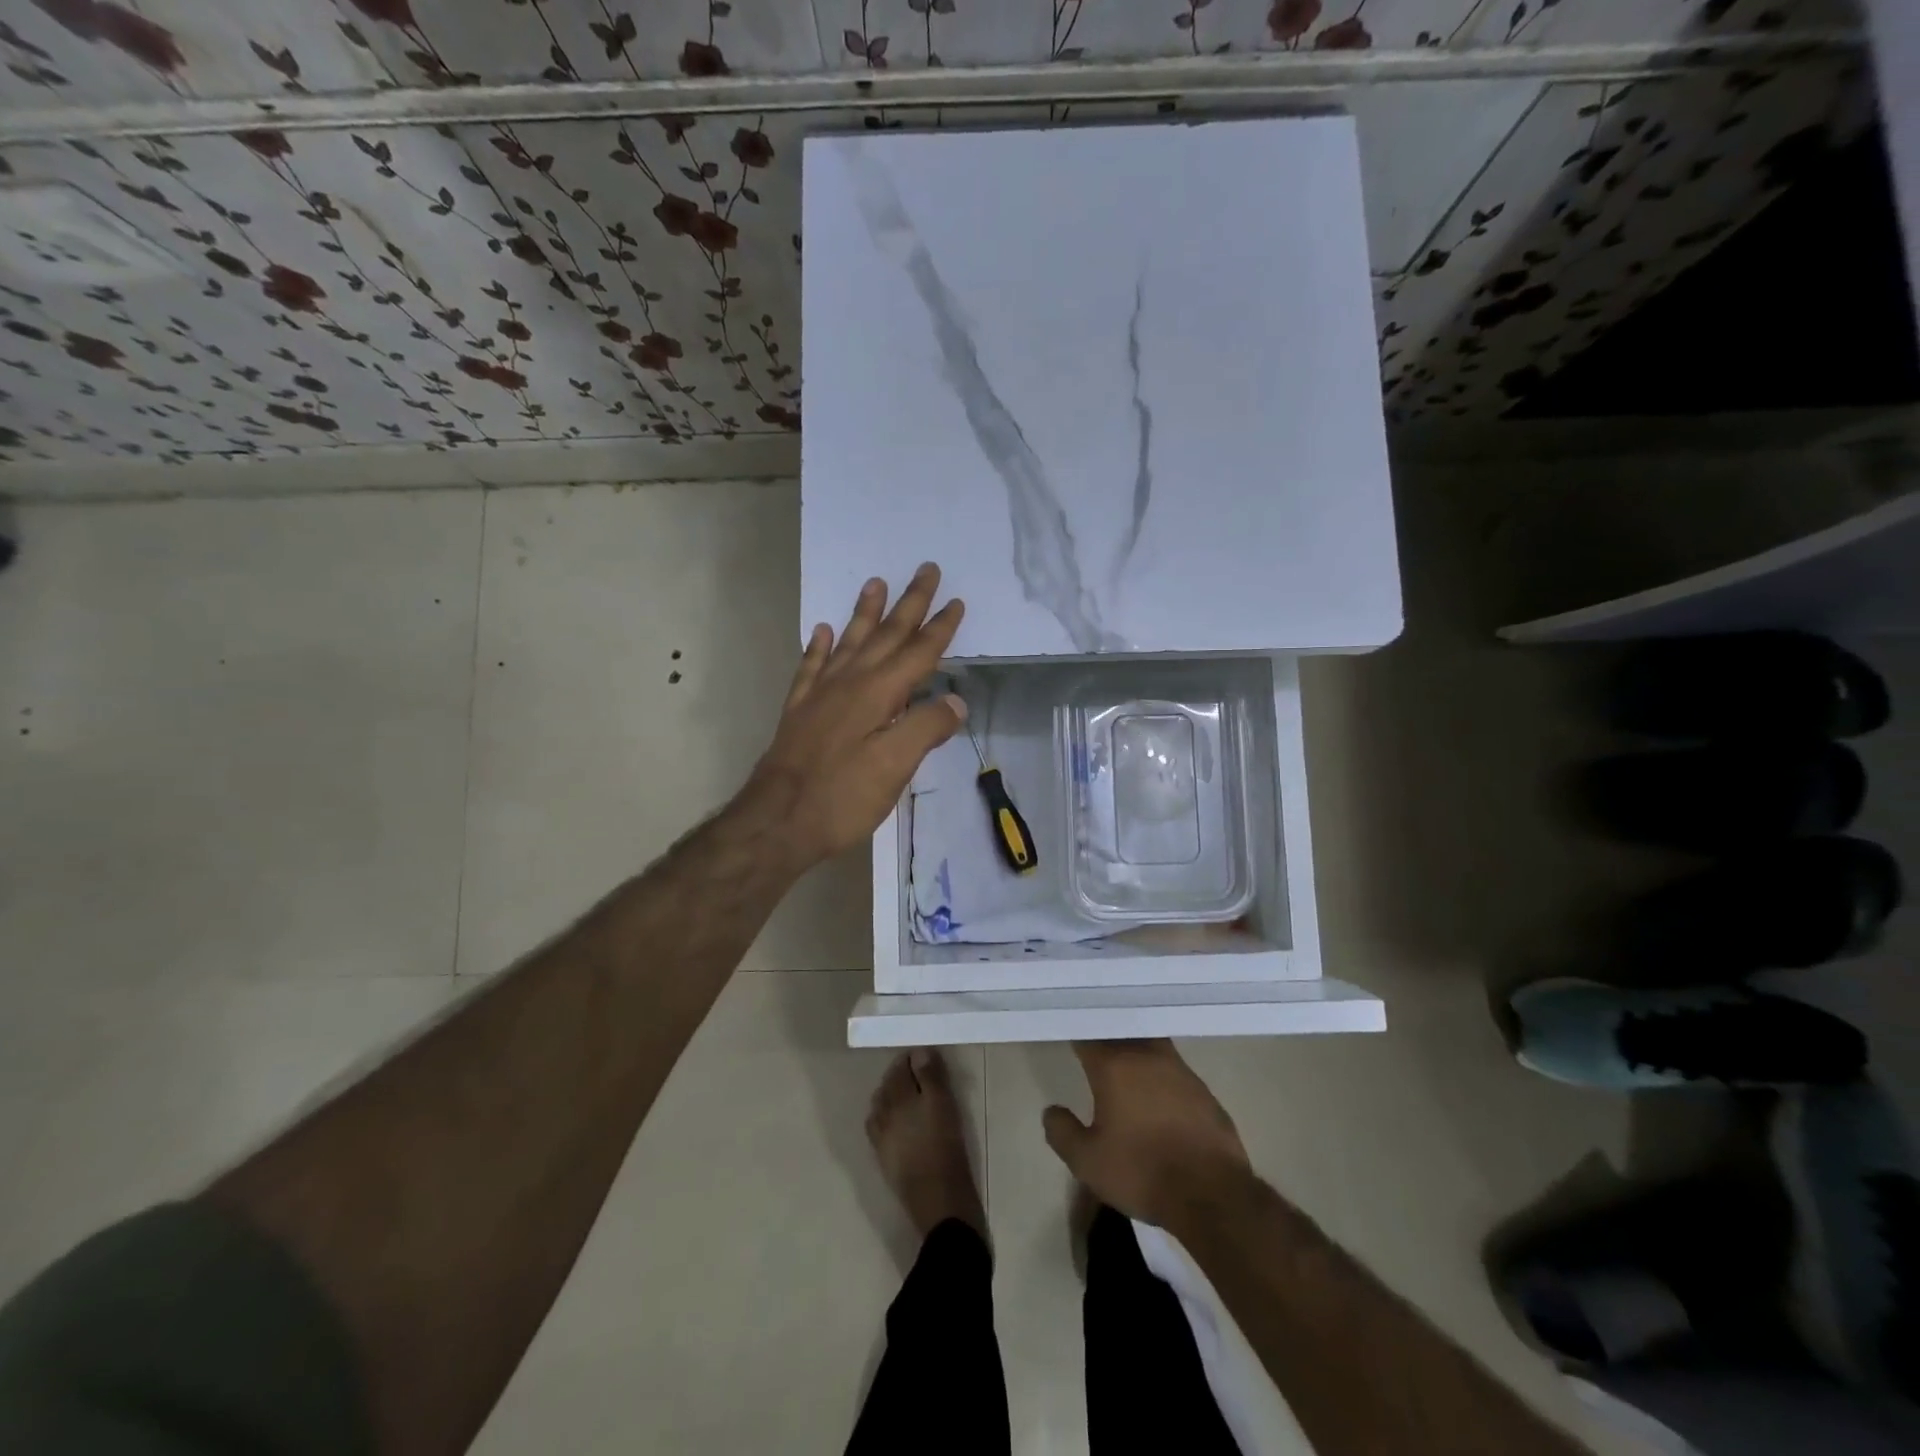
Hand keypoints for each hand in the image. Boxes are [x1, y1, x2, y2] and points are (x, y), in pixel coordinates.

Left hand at [741, 563, 966, 870]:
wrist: (776, 821)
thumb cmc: (842, 797)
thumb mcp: (895, 767)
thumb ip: (926, 728)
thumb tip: (955, 701)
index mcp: (878, 694)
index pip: (918, 653)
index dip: (940, 628)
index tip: (956, 602)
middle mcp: (849, 683)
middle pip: (885, 636)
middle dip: (909, 604)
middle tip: (925, 569)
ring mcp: (819, 695)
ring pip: (848, 642)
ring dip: (864, 613)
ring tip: (875, 583)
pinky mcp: (799, 711)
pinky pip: (811, 667)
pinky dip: (819, 647)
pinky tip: (822, 631)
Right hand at [1043, 1040, 1253, 1234]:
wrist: (1212, 1194)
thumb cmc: (1142, 1172)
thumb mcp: (1087, 1162)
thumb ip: (1063, 1132)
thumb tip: (1051, 1111)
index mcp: (1114, 1066)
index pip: (1088, 1036)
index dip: (1076, 1033)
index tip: (1066, 1032)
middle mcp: (1147, 1056)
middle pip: (1122, 1031)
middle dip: (1106, 1032)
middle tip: (1094, 1040)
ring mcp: (1180, 1070)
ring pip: (1151, 1044)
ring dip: (1136, 1047)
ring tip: (1124, 1060)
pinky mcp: (1203, 1090)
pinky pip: (1174, 1069)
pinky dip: (1160, 1073)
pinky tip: (1157, 1091)